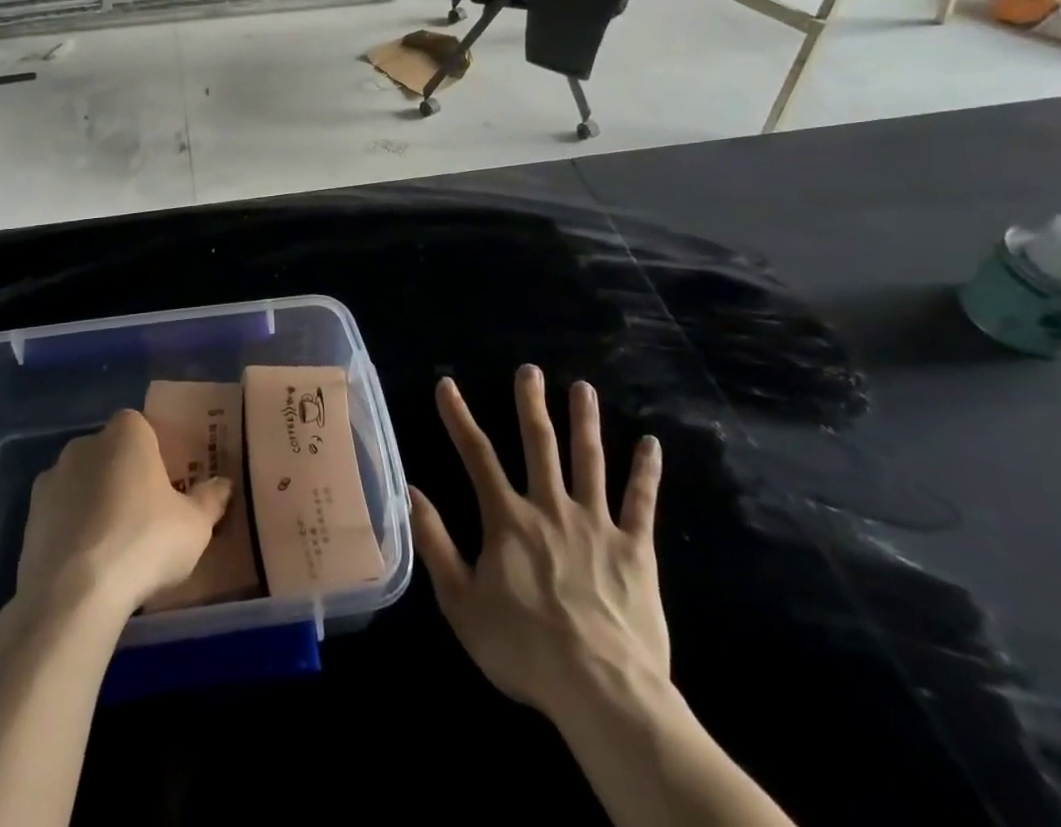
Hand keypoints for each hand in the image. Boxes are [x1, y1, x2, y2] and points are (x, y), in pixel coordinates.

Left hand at [11, 410, 232, 620]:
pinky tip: (87, 564)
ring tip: (114, 546)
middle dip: (124, 476)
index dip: (155, 453)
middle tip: (145, 515)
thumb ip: (210, 500)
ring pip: (82, 483)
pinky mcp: (29, 517)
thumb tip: (223, 484)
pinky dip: (72, 530)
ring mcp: (51, 479)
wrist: (73, 595)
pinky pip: (60, 514)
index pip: (142, 427)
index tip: (167, 484)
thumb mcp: (194, 526)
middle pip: (110, 452)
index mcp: (127, 433)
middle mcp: (85, 444)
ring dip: (94, 503)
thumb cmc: (144, 542)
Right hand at [410, 368, 666, 723]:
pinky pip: (641, 502)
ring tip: (583, 388)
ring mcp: (596, 524)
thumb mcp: (461, 602)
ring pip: (589, 460)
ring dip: (585, 421)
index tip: (447, 385)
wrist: (602, 691)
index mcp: (508, 519)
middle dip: (531, 404)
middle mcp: (550, 507)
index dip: (459, 417)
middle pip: (539, 444)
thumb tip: (409, 491)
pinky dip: (646, 471)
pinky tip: (651, 443)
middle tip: (530, 370)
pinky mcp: (635, 548)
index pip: (477, 455)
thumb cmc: (524, 648)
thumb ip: (435, 543)